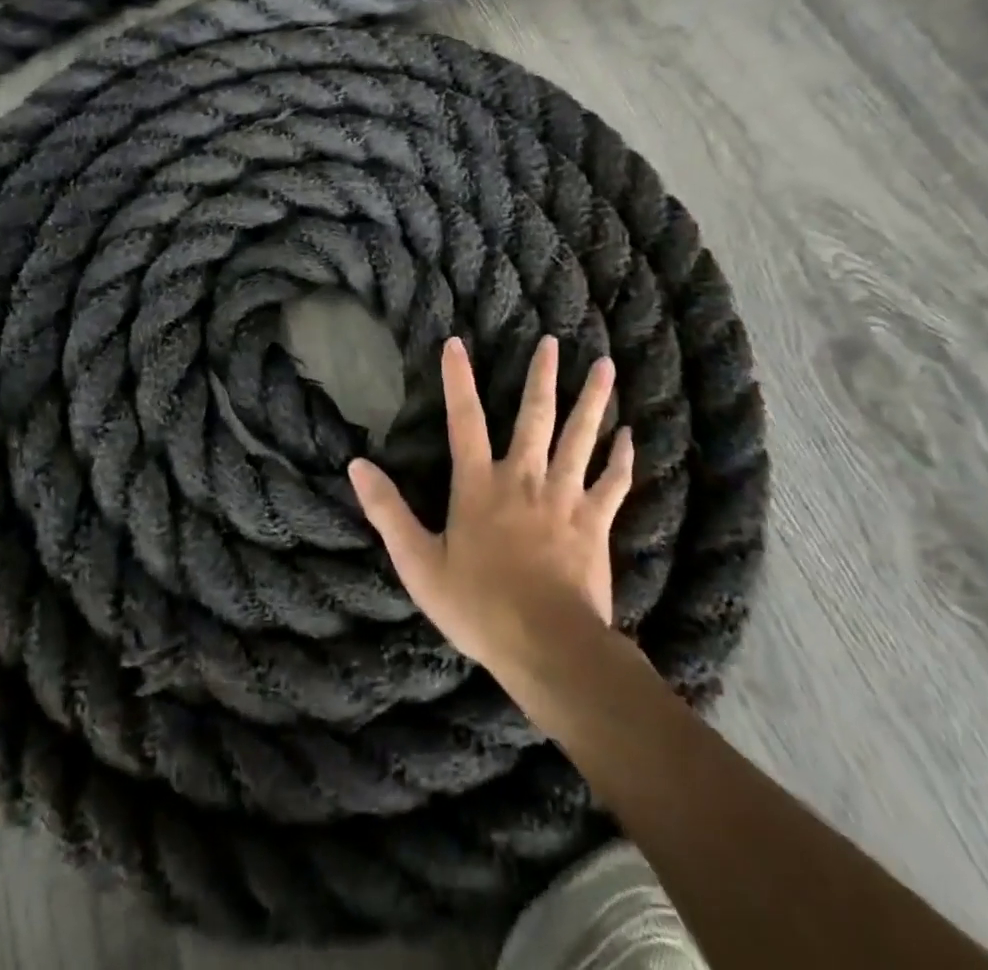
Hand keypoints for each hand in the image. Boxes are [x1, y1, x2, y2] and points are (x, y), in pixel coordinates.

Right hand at [348, 336, 634, 678]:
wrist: (549, 646)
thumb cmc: (478, 606)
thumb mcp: (418, 563)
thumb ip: (387, 511)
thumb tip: (356, 465)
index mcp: (479, 485)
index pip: (464, 419)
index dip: (458, 380)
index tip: (456, 343)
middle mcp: (524, 479)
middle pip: (535, 416)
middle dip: (542, 376)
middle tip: (554, 341)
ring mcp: (565, 498)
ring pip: (581, 438)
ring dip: (593, 400)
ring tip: (606, 366)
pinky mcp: (595, 523)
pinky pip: (613, 483)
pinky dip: (623, 458)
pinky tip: (631, 435)